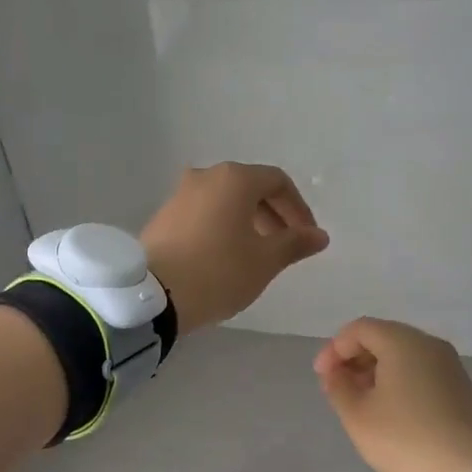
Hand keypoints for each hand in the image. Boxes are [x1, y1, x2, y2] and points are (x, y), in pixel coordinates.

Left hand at [140, 163, 329, 334]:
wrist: (152, 294)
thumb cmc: (218, 272)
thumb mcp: (265, 261)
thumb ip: (295, 243)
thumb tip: (318, 235)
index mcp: (234, 179)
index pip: (278, 182)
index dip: (298, 209)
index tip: (306, 237)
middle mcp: (205, 176)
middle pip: (249, 188)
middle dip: (272, 215)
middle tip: (284, 247)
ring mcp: (179, 194)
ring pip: (224, 201)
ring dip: (246, 222)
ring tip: (255, 255)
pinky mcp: (163, 216)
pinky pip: (203, 213)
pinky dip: (221, 227)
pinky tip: (224, 257)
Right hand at [315, 318, 471, 471]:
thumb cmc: (407, 439)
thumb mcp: (358, 416)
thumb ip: (339, 387)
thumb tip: (336, 373)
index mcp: (401, 342)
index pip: (359, 329)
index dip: (334, 349)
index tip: (322, 378)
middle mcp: (427, 344)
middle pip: (381, 337)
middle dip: (353, 358)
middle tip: (336, 388)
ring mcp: (448, 364)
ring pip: (401, 354)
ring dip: (374, 370)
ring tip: (359, 401)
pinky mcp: (459, 386)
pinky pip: (419, 370)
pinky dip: (397, 380)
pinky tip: (388, 409)